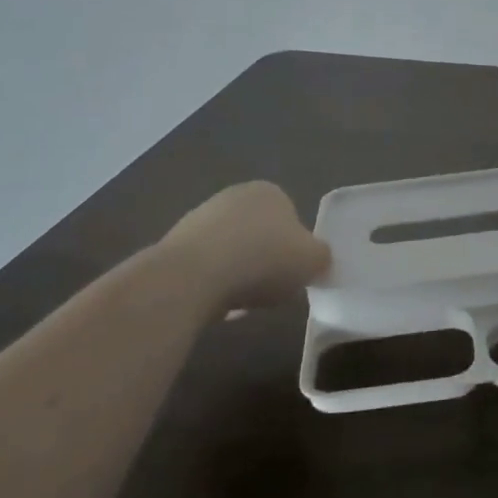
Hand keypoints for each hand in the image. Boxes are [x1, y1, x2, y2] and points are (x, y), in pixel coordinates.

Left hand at [170, 181, 330, 309]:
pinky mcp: (175, 246)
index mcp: (270, 192)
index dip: (296, 248)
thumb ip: (322, 258)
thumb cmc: (264, 260)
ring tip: (244, 302)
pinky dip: (214, 286)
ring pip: (232, 253)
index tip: (295, 273)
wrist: (194, 276)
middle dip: (265, 260)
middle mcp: (234, 196)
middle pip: (260, 234)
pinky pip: (206, 270)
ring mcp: (200, 219)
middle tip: (273, 288)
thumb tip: (318, 260)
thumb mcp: (314, 261)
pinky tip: (218, 305)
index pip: (291, 217)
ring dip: (239, 275)